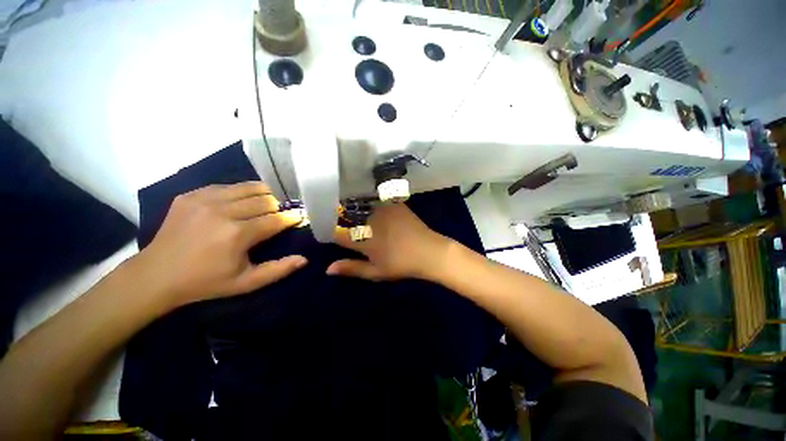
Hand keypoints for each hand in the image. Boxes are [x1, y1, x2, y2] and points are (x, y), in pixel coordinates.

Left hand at [133, 182, 306, 308]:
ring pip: (248, 187)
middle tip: (283, 212)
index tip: (299, 218)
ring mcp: (204, 200)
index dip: (291, 218)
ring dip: (264, 194)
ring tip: (269, 202)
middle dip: (280, 205)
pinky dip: (241, 192)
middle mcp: (223, 212)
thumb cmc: (206, 282)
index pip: (276, 219)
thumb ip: (278, 270)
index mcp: (237, 234)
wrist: (156, 275)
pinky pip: (226, 186)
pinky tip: (242, 201)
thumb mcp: (246, 283)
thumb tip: (304, 259)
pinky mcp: (191, 195)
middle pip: (265, 199)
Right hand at [327, 203, 453, 281]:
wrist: (429, 252)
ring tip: (348, 206)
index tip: (327, 231)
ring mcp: (382, 209)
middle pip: (346, 215)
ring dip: (352, 205)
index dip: (329, 231)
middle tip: (336, 217)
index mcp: (363, 239)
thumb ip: (352, 269)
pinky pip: (376, 197)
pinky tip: (369, 200)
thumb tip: (328, 269)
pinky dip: (369, 198)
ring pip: (360, 204)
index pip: (337, 233)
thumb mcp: (376, 272)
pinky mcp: (393, 203)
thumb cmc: (401, 265)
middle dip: (339, 216)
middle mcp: (369, 221)